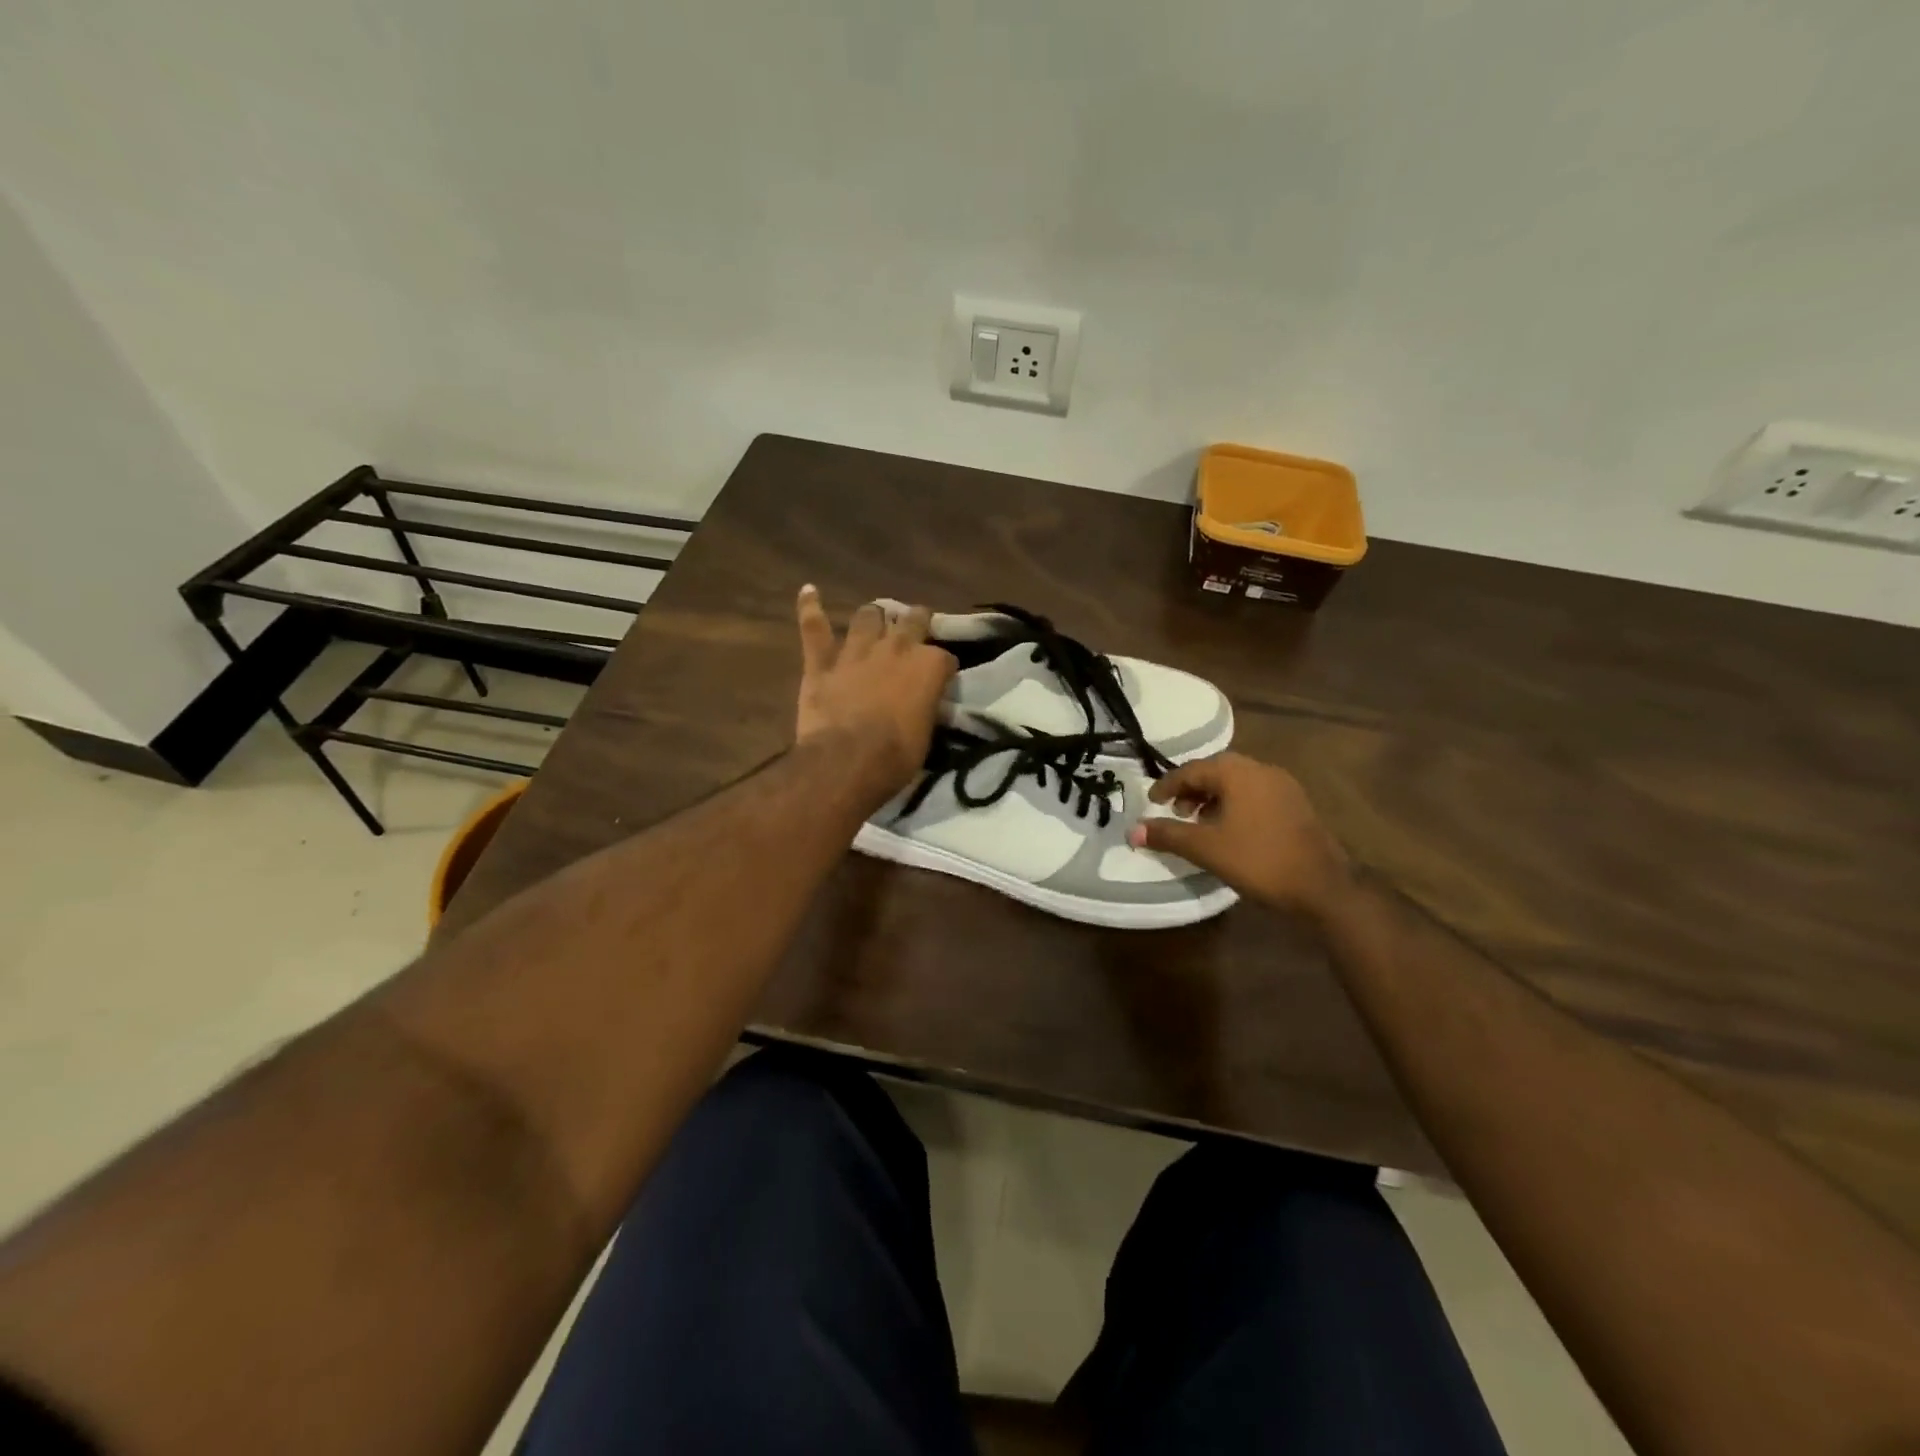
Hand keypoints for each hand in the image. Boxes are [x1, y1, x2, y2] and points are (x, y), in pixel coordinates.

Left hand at [795, 585, 954, 803]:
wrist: (847, 761)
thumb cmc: (895, 757)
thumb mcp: (926, 734)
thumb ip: (925, 707)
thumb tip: (923, 704)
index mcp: (928, 666)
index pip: (945, 656)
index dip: (943, 668)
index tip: (939, 680)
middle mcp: (897, 648)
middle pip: (913, 620)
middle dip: (916, 622)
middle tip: (915, 629)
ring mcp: (857, 650)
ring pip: (868, 616)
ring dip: (873, 619)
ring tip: (873, 623)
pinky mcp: (822, 661)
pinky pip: (814, 627)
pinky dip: (810, 608)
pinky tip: (808, 591)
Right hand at [1128, 752, 1351, 918]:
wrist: (1323, 886)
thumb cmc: (1258, 860)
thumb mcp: (1205, 849)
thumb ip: (1167, 835)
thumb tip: (1131, 831)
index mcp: (1237, 773)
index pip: (1191, 770)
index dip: (1167, 786)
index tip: (1151, 803)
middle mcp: (1260, 769)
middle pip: (1215, 771)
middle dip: (1191, 790)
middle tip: (1175, 812)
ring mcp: (1282, 785)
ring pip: (1236, 782)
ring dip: (1212, 797)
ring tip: (1199, 822)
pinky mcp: (1296, 803)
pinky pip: (1255, 793)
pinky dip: (1234, 804)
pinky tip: (1230, 829)